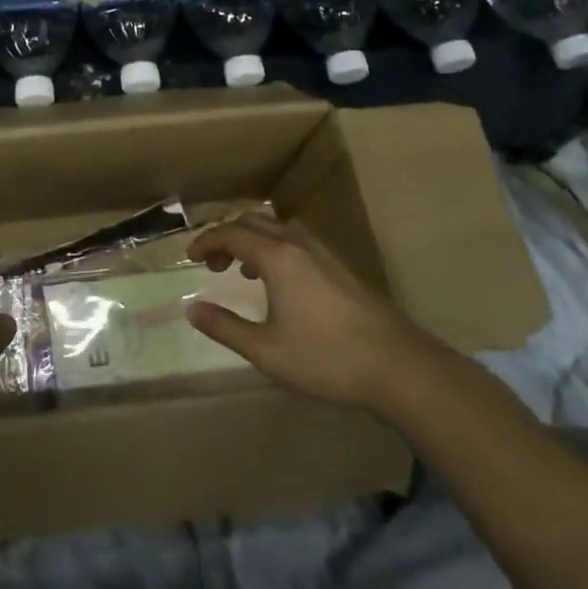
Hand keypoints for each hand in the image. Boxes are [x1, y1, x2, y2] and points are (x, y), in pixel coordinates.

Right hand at [185, 214, 449, 412]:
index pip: (231, 234)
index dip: (205, 242)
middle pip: (253, 222)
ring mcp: (324, 254)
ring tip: (243, 270)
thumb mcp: (265, 350)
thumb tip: (192, 309)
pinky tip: (280, 284)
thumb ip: (224, 327)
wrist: (398, 366)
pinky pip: (296, 242)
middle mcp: (298, 245)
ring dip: (253, 240)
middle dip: (227, 236)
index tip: (189, 258)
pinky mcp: (341, 269)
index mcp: (276, 258)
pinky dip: (275, 249)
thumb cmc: (325, 358)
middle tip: (213, 264)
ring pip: (278, 229)